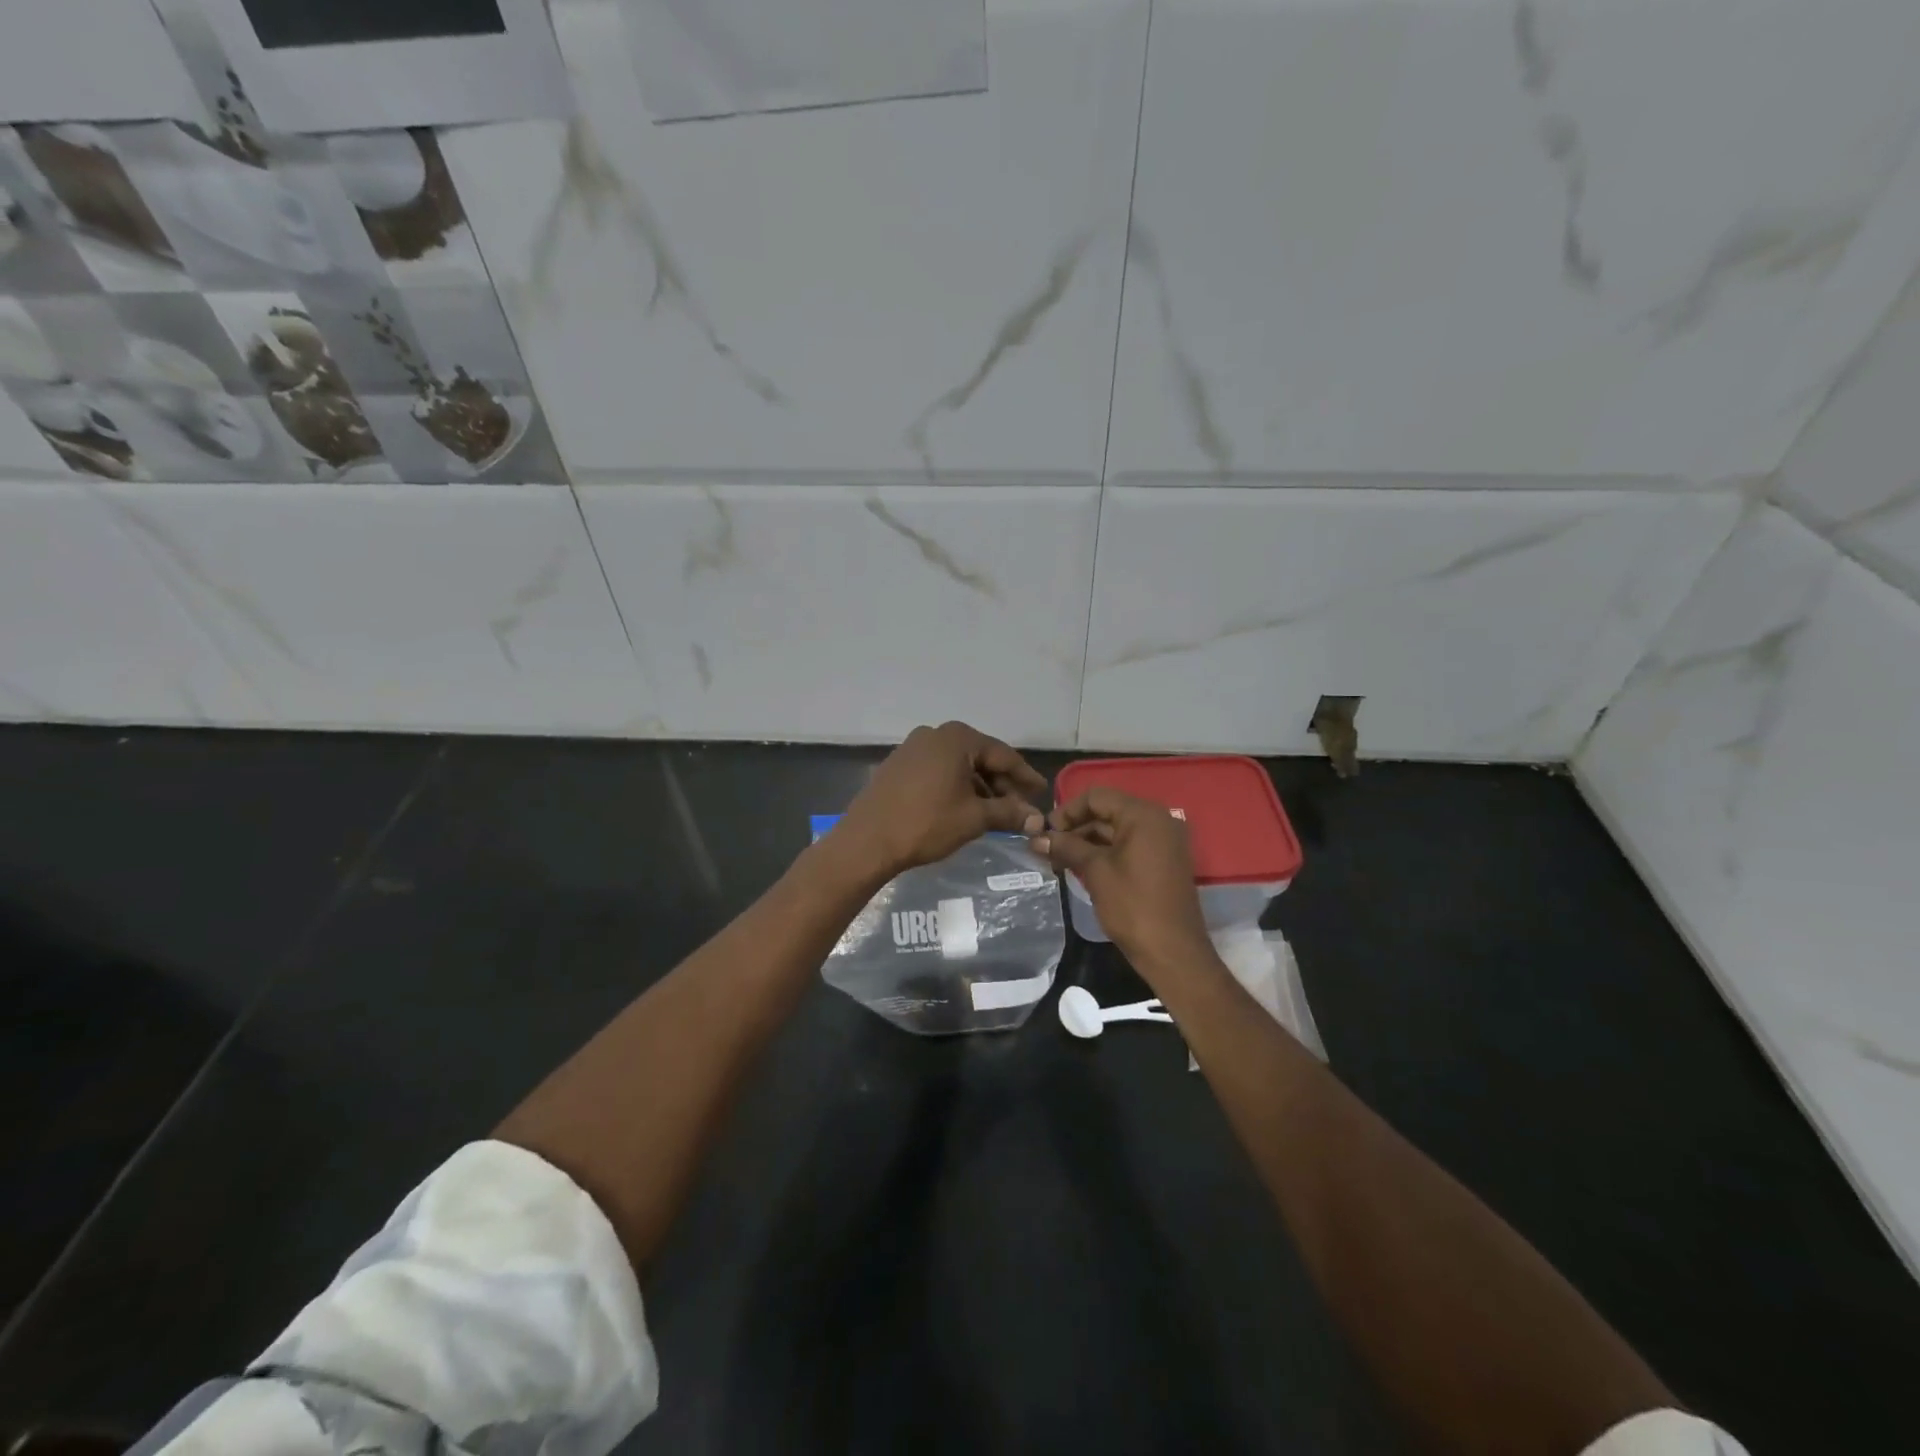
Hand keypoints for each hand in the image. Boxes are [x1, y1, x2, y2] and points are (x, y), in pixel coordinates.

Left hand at [837, 722, 1046, 877]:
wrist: (867, 841)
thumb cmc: (926, 823)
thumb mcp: (974, 818)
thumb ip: (1008, 813)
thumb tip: (1037, 819)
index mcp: (957, 738)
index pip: (1002, 755)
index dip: (1024, 776)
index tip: (1041, 792)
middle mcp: (934, 734)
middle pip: (979, 757)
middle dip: (1001, 784)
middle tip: (1020, 808)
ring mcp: (911, 748)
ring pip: (957, 766)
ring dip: (978, 787)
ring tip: (994, 813)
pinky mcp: (897, 766)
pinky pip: (937, 772)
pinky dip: (955, 787)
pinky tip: (963, 808)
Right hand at [1031, 787, 1214, 976]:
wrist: (1173, 952)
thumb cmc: (1133, 906)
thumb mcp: (1095, 871)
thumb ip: (1066, 847)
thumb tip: (1036, 838)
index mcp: (1144, 815)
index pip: (1097, 797)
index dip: (1067, 811)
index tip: (1045, 833)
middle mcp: (1158, 820)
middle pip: (1108, 811)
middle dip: (1076, 828)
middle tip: (1048, 849)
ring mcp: (1164, 841)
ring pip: (1117, 830)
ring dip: (1087, 841)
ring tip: (1059, 861)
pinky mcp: (1163, 861)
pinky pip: (1129, 845)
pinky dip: (1105, 852)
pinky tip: (1081, 868)